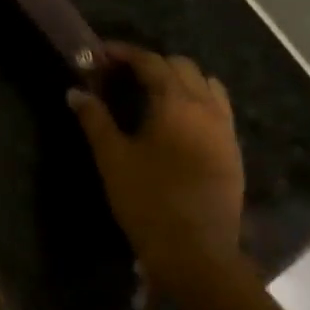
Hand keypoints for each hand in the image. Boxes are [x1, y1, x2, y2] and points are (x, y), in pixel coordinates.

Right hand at [68, 43, 244, 289]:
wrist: (197, 256)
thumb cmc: (149, 201)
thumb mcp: (113, 159)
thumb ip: (94, 119)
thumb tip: (75, 92)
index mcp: (176, 103)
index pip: (151, 62)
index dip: (125, 53)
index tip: (101, 54)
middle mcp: (206, 108)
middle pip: (182, 66)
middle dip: (152, 63)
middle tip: (123, 75)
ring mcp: (225, 130)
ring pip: (207, 85)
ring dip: (180, 80)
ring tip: (153, 94)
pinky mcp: (233, 152)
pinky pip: (218, 110)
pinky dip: (198, 101)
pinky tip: (177, 122)